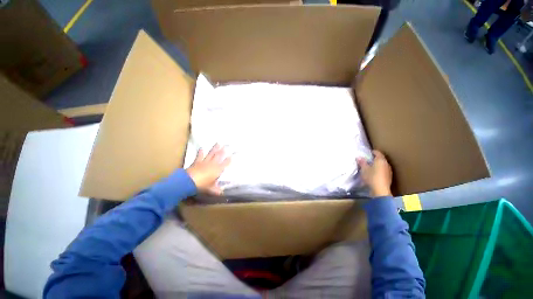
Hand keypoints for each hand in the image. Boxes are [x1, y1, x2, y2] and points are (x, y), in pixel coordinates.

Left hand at [186, 144, 230, 194]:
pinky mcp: (197, 162)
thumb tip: (222, 193)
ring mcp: (205, 162)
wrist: (189, 181)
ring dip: (215, 148)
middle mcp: (213, 164)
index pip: (225, 163)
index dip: (229, 160)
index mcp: (218, 170)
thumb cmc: (202, 185)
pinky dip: (201, 152)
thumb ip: (217, 190)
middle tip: (226, 145)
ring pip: (211, 154)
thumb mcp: (211, 189)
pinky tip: (202, 148)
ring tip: (218, 143)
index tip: (232, 155)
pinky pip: (199, 156)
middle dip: (223, 150)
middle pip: (219, 156)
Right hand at [357, 150, 392, 196]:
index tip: (369, 152)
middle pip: (381, 159)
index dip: (373, 152)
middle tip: (368, 159)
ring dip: (377, 165)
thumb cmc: (371, 177)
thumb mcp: (364, 169)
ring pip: (383, 165)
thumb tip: (359, 157)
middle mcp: (386, 164)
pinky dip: (379, 170)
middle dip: (375, 159)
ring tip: (371, 167)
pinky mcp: (389, 177)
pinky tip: (374, 174)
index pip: (378, 153)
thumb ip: (362, 162)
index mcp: (381, 160)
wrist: (380, 190)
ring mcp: (389, 171)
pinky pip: (383, 171)